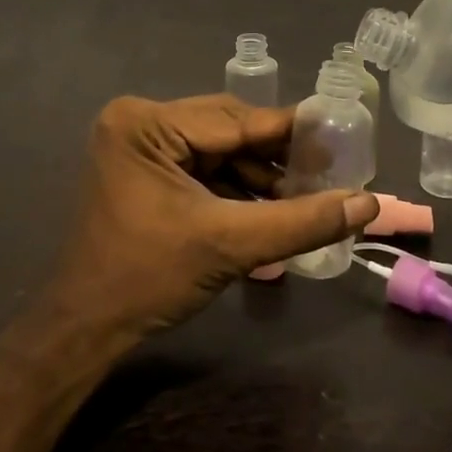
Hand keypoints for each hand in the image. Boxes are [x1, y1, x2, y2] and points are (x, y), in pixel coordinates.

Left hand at [48, 95, 377, 335]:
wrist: (85, 331)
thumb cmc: (149, 278)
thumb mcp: (231, 244)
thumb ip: (302, 221)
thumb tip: (366, 204)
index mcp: (147, 123)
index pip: (238, 120)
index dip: (293, 133)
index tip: (342, 140)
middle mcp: (140, 122)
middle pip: (230, 131)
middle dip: (276, 160)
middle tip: (325, 175)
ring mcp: (140, 147)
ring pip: (221, 151)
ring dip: (261, 178)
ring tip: (304, 202)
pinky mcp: (145, 172)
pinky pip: (205, 170)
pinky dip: (237, 191)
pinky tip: (271, 212)